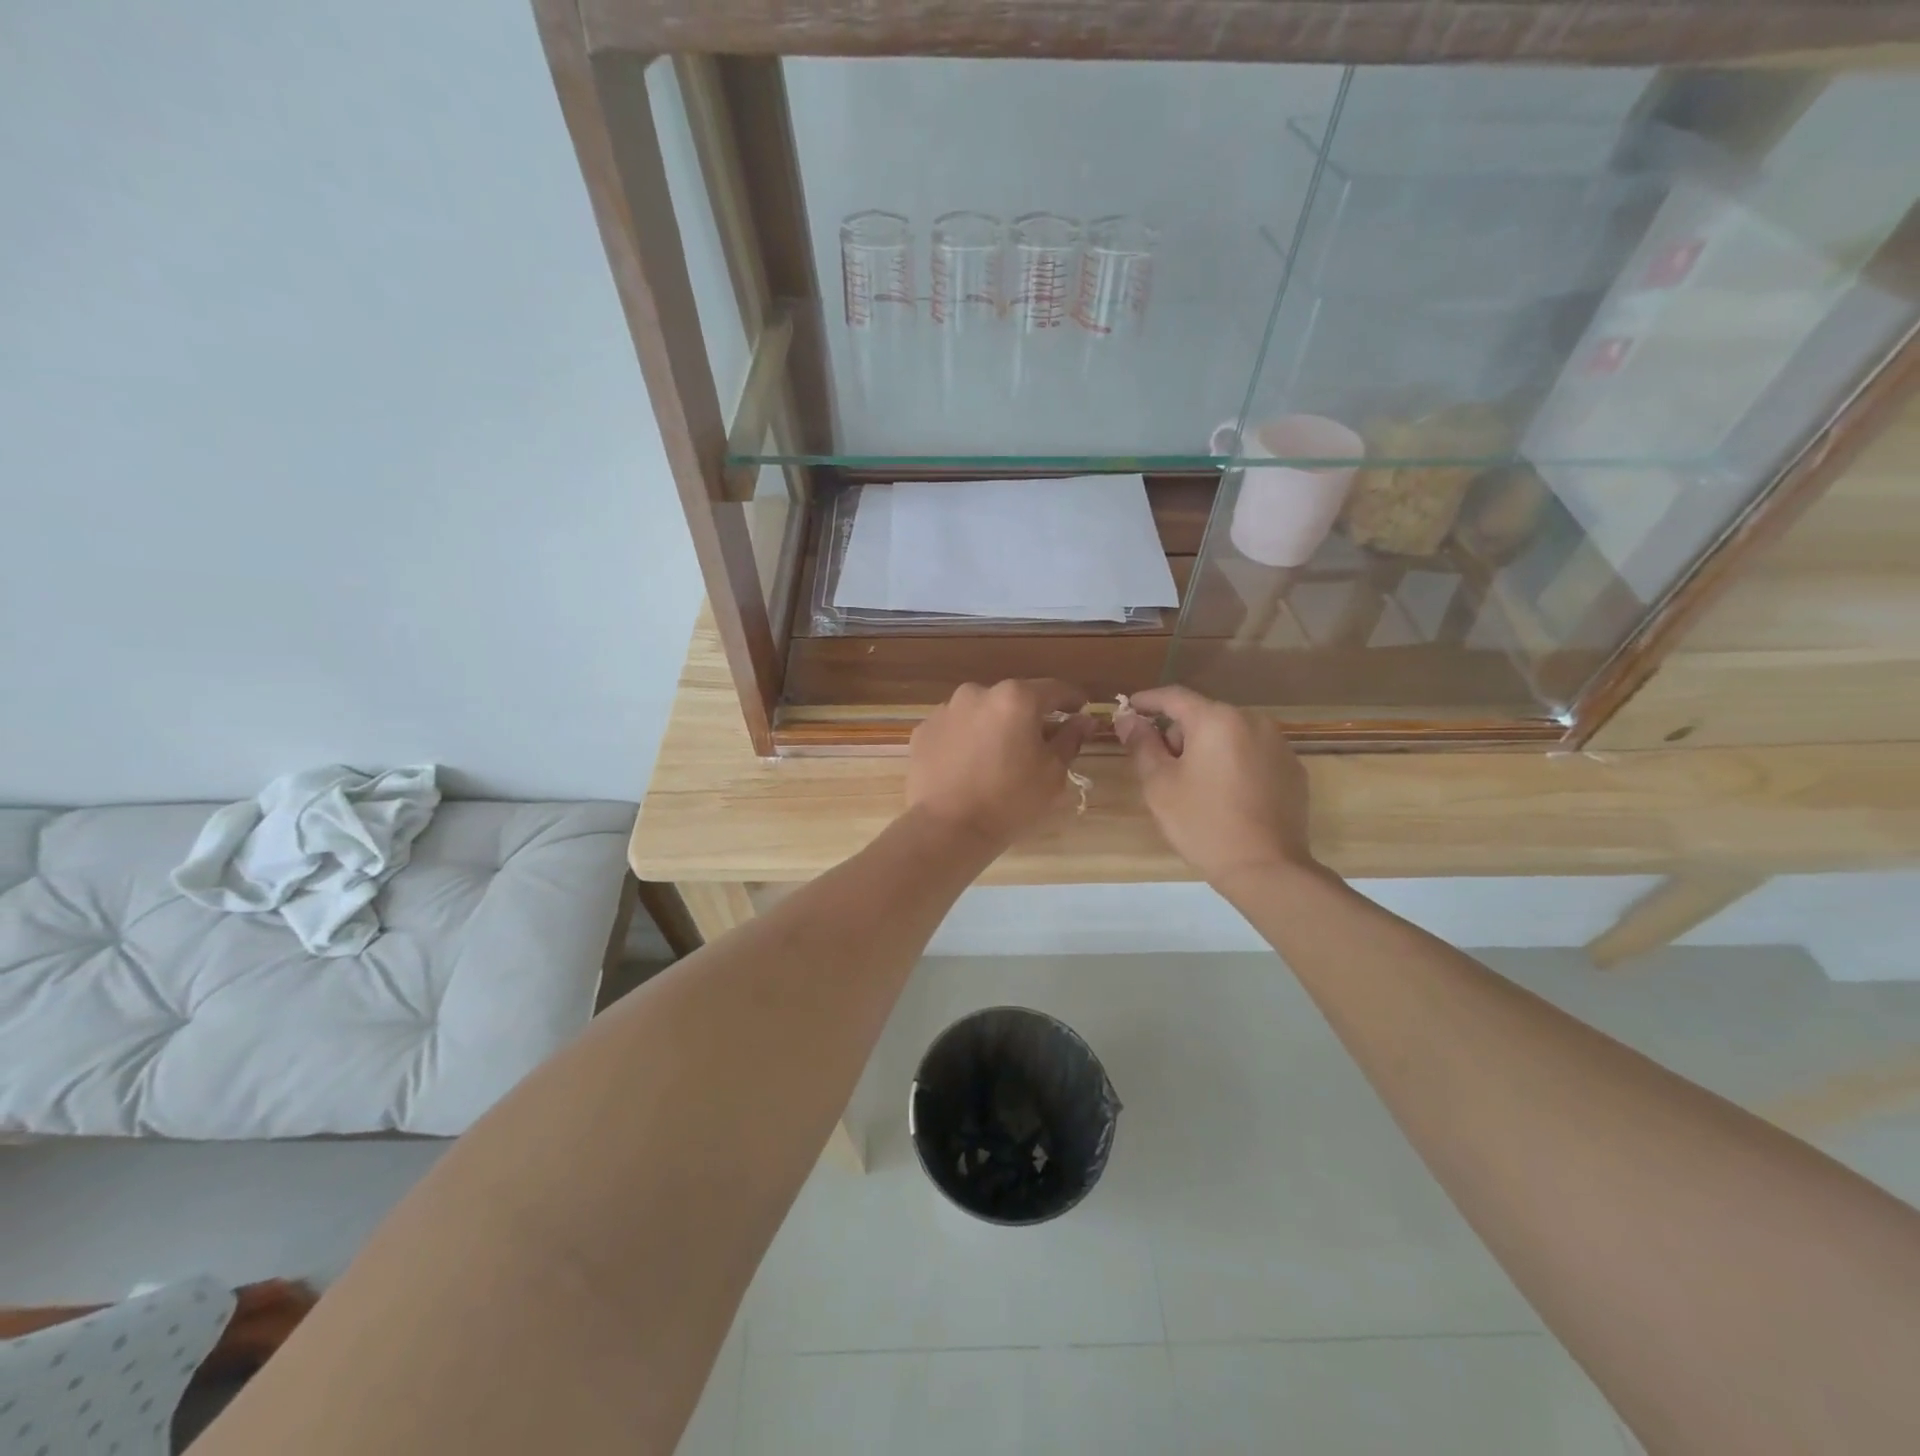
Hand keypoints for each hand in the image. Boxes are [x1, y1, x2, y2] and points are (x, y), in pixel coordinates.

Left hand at [908, 680, 1093, 847]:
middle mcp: (978, 693)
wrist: (947, 828)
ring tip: (998, 758)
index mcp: (1016, 698)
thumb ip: (1070, 739)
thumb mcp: (1052, 773)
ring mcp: (945, 710)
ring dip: (994, 727)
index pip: (1054, 689)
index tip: (1080, 711)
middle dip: (1028, 717)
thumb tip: (1084, 720)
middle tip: (1038, 744)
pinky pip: (955, 729)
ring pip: (981, 712)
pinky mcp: (923, 731)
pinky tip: (969, 767)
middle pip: (1013, 699)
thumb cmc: (1010, 801)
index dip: (1072, 700)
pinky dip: (966, 740)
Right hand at [1113, 685, 1315, 885]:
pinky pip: (1253, 754)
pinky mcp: (1293, 769)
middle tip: (1161, 765)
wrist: (1266, 868)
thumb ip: (1142, 744)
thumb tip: (1128, 719)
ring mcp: (1278, 744)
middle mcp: (1252, 720)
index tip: (1129, 709)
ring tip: (1196, 785)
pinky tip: (1227, 795)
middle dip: (1179, 733)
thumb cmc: (1203, 823)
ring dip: (1208, 748)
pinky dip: (1235, 763)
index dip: (1147, 701)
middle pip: (1204, 715)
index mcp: (1216, 720)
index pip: (1174, 696)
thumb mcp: (1160, 784)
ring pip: (1230, 734)